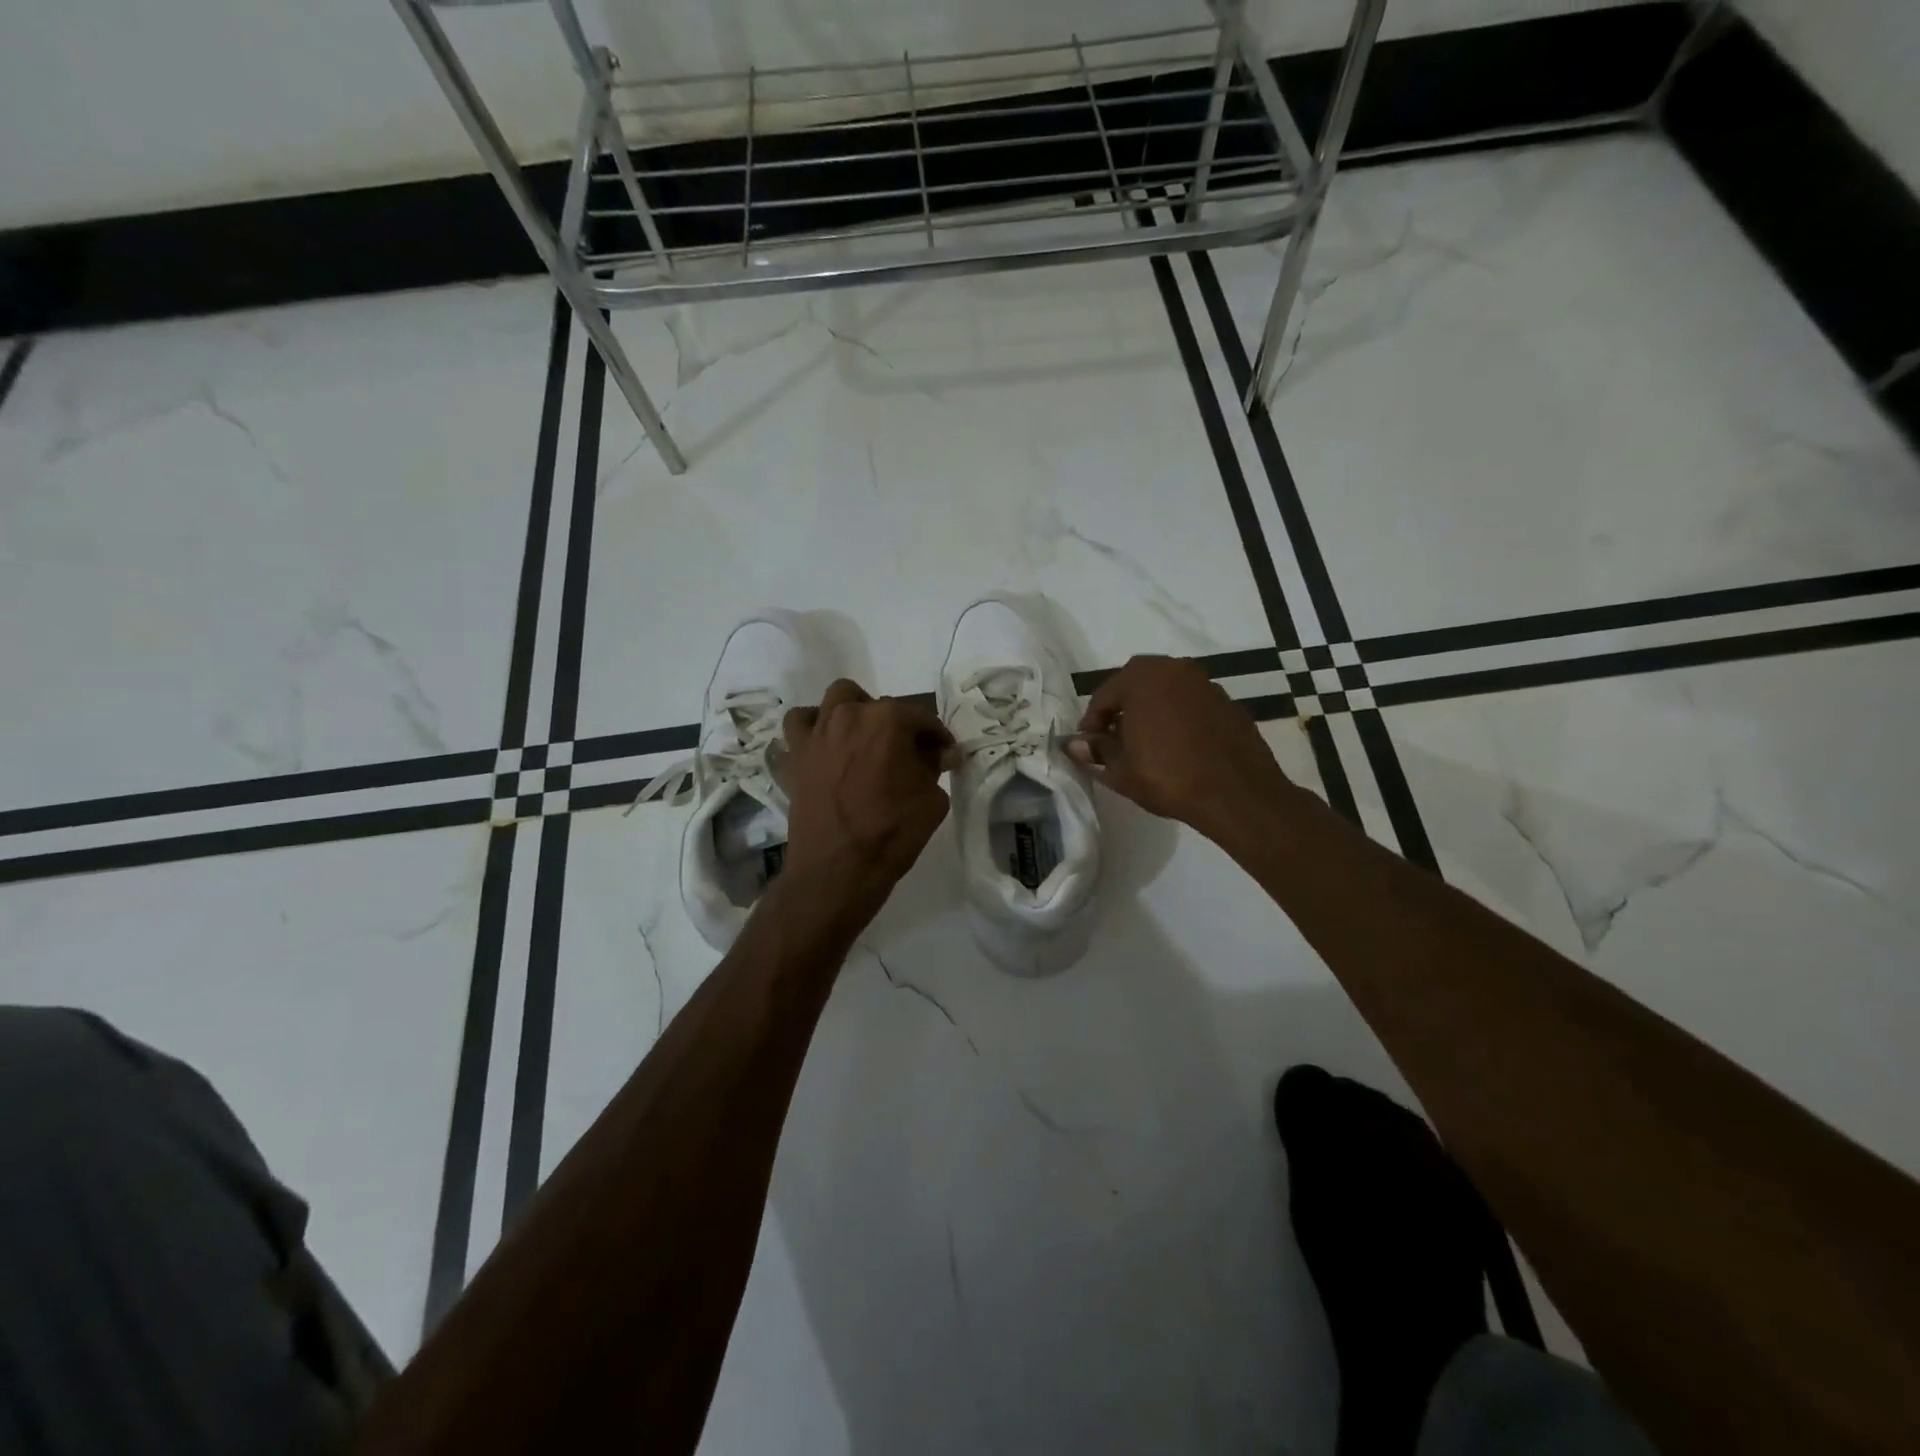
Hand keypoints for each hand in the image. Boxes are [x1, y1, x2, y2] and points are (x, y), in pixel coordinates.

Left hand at [780, 680, 952, 903]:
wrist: (838, 869)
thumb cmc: (891, 832)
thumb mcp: (932, 800)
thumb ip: (935, 767)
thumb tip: (940, 754)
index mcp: (889, 720)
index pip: (922, 718)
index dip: (937, 737)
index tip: (944, 754)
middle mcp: (851, 715)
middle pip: (881, 706)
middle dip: (898, 726)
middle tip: (907, 754)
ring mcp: (819, 731)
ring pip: (839, 698)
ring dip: (856, 711)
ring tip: (866, 738)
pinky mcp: (796, 752)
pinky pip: (800, 721)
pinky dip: (814, 725)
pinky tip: (827, 742)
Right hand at [1070, 655, 1294, 840]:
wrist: (1237, 793)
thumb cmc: (1169, 777)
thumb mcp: (1121, 770)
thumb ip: (1097, 751)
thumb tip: (1075, 745)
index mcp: (1142, 678)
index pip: (1104, 695)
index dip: (1091, 722)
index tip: (1088, 745)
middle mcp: (1174, 669)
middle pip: (1136, 684)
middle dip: (1121, 708)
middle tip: (1114, 739)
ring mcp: (1205, 682)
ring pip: (1166, 690)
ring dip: (1151, 709)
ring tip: (1146, 742)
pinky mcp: (1227, 701)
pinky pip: (1191, 702)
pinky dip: (1178, 715)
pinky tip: (1178, 744)